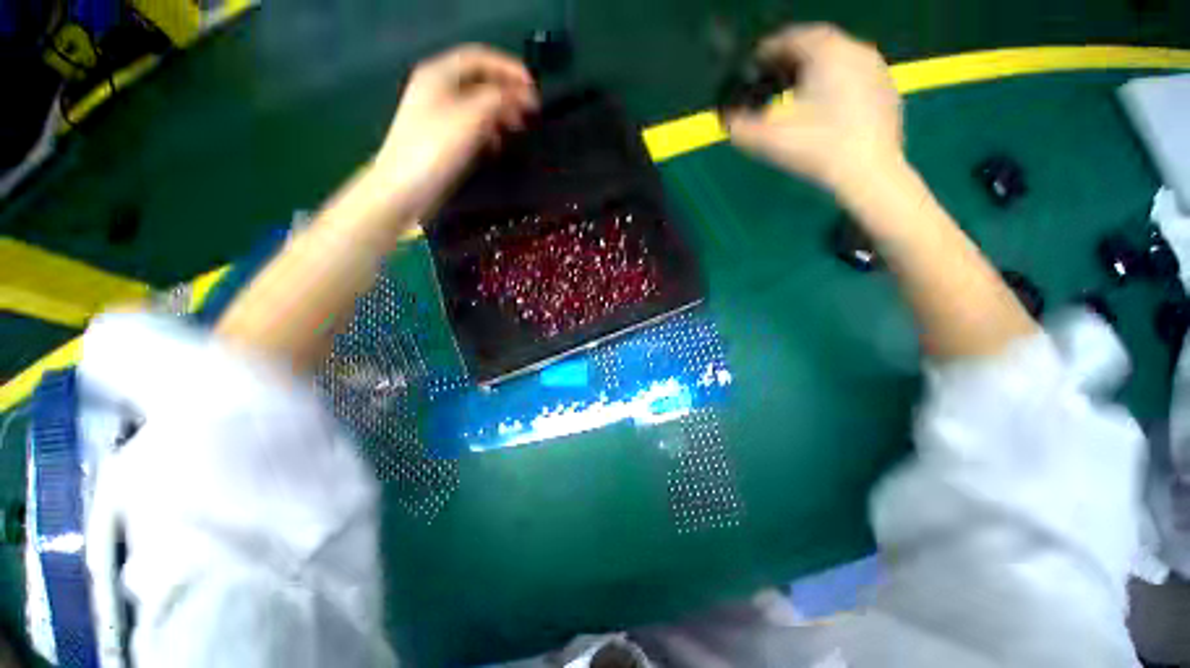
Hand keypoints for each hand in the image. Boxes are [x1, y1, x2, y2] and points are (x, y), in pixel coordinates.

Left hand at [371, 44, 538, 220]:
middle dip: (507, 93)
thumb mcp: (470, 118)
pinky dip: (489, 133)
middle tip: (530, 113)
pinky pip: (473, 128)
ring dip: (501, 114)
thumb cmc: (435, 149)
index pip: (480, 58)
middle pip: (480, 82)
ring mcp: (441, 116)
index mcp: (440, 74)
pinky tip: (497, 146)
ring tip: (518, 129)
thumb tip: (522, 96)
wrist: (405, 189)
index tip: (534, 87)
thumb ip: (498, 101)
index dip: (509, 68)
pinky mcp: (444, 140)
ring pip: (478, 106)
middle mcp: (439, 90)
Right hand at [724, 24, 902, 196]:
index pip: (790, 38)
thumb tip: (726, 119)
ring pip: (837, 58)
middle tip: (773, 76)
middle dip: (791, 58)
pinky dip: (835, 81)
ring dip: (814, 68)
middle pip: (816, 44)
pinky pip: (854, 74)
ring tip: (797, 90)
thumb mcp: (769, 139)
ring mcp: (876, 68)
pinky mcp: (886, 89)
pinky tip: (825, 105)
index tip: (754, 64)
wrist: (868, 172)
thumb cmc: (817, 149)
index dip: (767, 50)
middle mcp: (855, 50)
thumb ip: (739, 127)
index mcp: (826, 52)